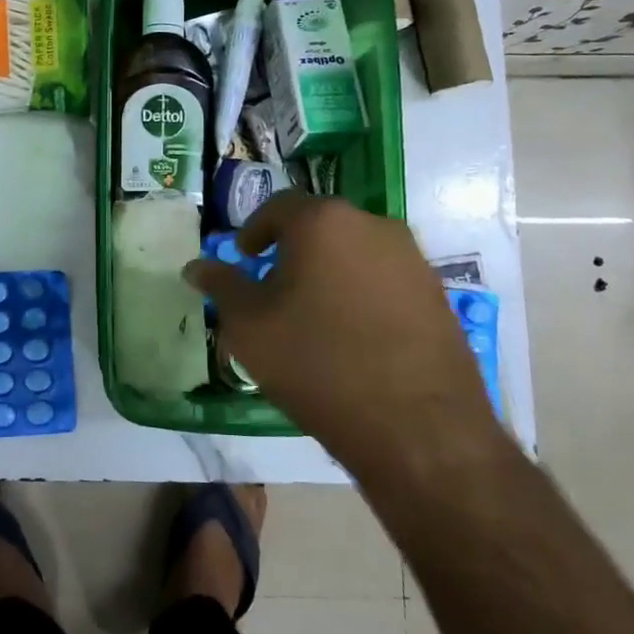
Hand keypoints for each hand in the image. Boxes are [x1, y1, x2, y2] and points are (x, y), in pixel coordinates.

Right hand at [184, 193, 498, 475]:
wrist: (417, 426)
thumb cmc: (317, 362)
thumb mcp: (249, 326)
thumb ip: (222, 286)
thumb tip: (196, 266)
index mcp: (322, 222)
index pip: (279, 206)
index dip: (255, 230)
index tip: (246, 258)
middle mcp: (373, 225)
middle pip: (321, 226)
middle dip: (293, 250)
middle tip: (274, 287)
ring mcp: (412, 259)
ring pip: (356, 252)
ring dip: (330, 271)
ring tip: (314, 314)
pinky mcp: (437, 294)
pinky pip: (385, 280)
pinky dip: (363, 294)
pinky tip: (354, 335)